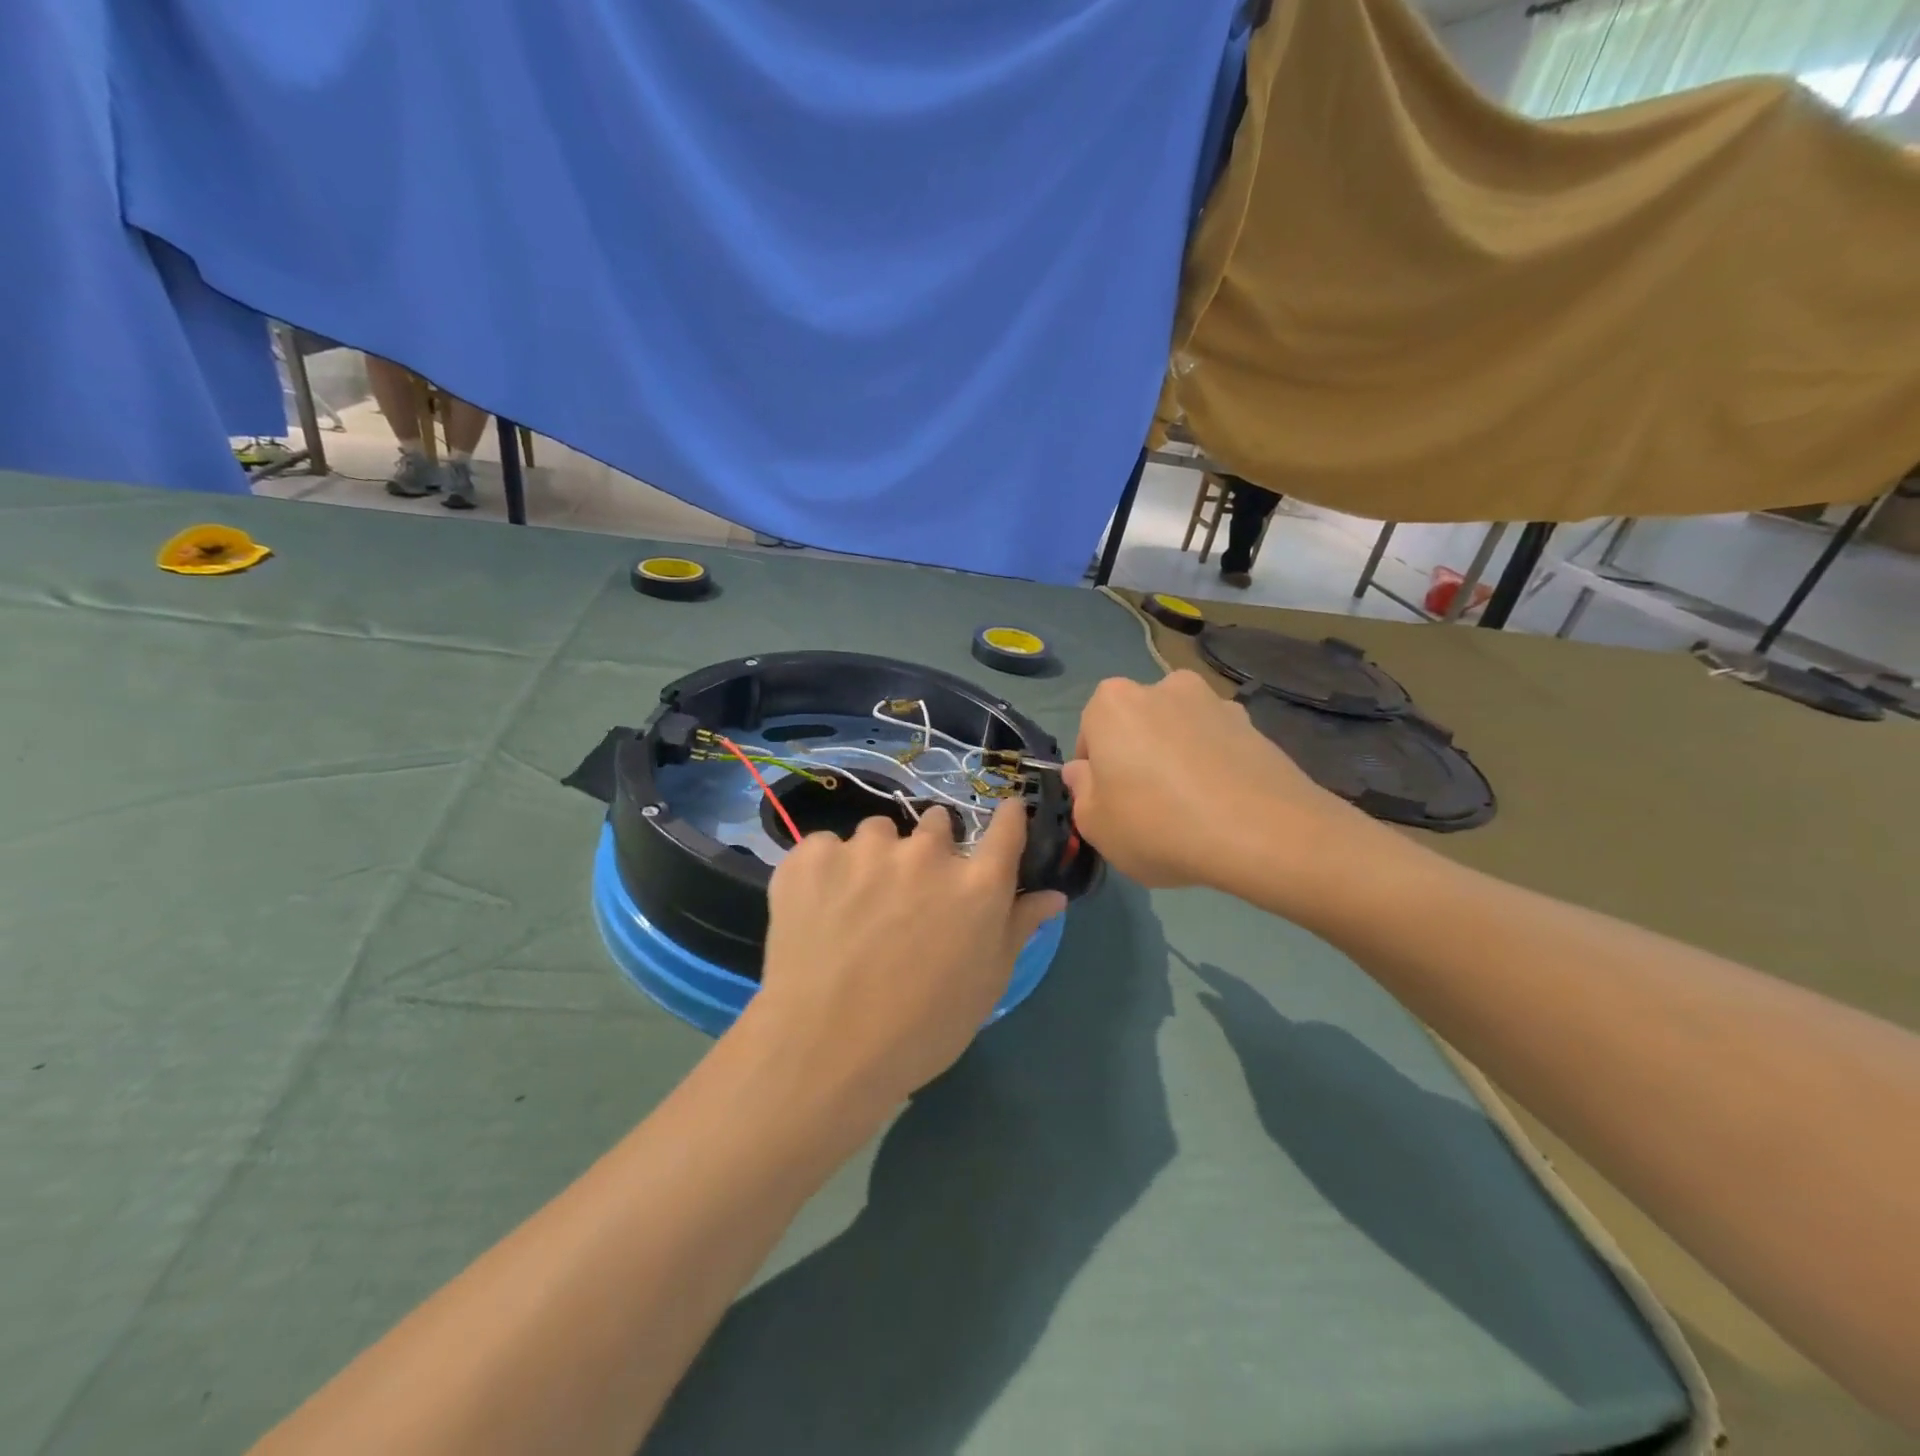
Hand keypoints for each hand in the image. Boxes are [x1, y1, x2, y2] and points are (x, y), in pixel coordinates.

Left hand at [751, 802, 1065, 1109]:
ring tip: (855, 906)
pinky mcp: (813, 855)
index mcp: (977, 885)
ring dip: (876, 858)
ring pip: (879, 833)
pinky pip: (826, 846)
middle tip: (910, 894)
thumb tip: (1053, 895)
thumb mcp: (985, 985)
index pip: (1007, 828)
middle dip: (931, 849)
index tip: (1005, 816)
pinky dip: (826, 871)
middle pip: (938, 824)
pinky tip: (817, 909)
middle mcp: (927, 853)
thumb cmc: (920, 1030)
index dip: (1008, 818)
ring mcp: (866, 849)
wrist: (823, 1051)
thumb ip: (1018, 928)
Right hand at [1061, 670, 1366, 891]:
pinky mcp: (1254, 724)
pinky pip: (1217, 745)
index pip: (1090, 734)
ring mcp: (1213, 702)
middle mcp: (1162, 687)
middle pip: (1136, 726)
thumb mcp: (1096, 825)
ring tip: (1192, 809)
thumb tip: (1084, 772)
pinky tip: (1223, 805)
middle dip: (1138, 757)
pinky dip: (1214, 765)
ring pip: (1179, 732)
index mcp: (1113, 702)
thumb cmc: (1159, 826)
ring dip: (1177, 758)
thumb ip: (1081, 792)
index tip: (1110, 805)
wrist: (1264, 833)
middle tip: (1149, 807)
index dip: (1096, 773)